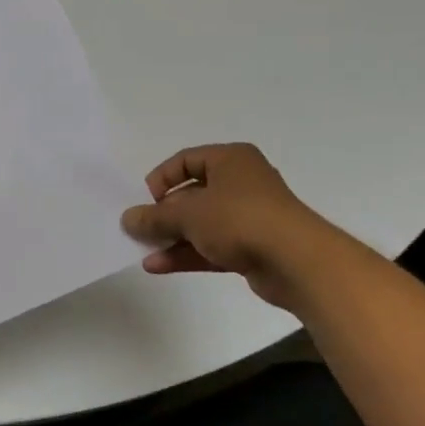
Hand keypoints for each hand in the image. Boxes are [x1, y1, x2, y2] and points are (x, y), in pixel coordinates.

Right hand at [120, 144, 328, 310]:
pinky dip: (188, 254)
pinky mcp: (252, 247)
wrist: (296, 261)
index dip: (162, 178)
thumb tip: (128, 219)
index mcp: (230, 160)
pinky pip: (212, 246)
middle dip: (164, 214)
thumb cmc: (240, 219)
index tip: (146, 201)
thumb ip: (155, 217)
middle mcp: (241, 182)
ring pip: (202, 223)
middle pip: (193, 193)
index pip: (186, 160)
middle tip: (141, 229)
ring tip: (144, 251)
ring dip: (172, 237)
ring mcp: (248, 216)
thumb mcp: (189, 214)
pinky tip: (159, 266)